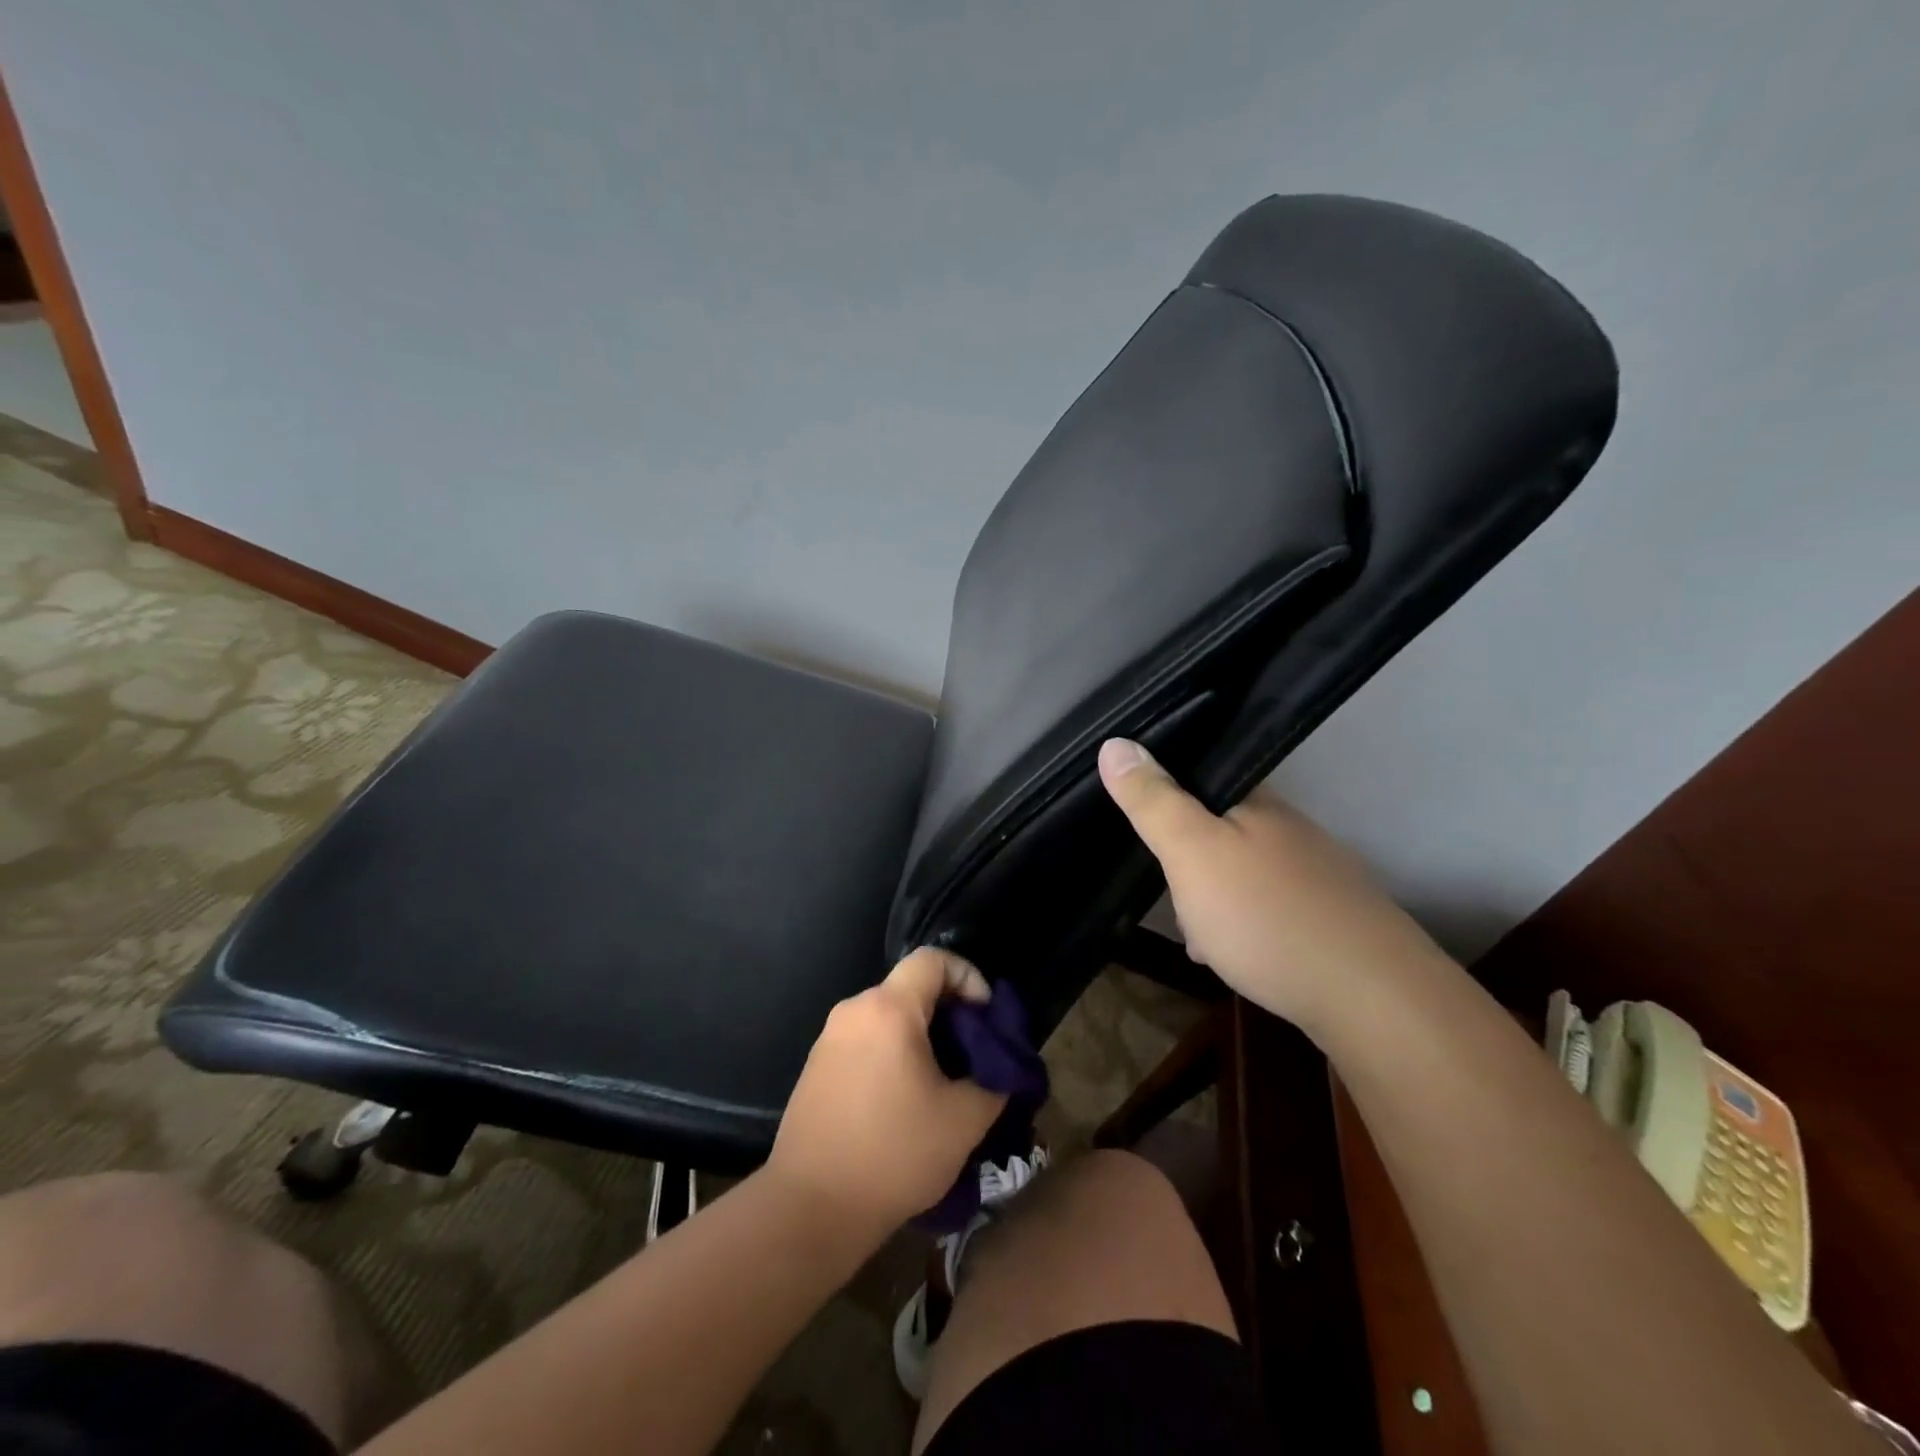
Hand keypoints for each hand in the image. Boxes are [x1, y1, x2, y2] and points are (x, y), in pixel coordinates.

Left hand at [768, 949, 1006, 1237]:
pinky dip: (892, 1052)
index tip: (984, 1018)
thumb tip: (1000, 1065)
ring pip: (888, 1015)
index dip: (968, 977)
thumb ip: (994, 1080)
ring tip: (942, 1080)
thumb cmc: (894, 1155)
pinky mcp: (816, 1067)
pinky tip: (903, 1099)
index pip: (933, 960)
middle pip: (910, 987)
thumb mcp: (964, 1121)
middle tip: (972, 1054)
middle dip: (948, 1011)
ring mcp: (829, 1038)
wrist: (810, 1209)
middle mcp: (854, 1010)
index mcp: (889, 1009)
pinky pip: (865, 1039)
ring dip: (920, 1035)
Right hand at [1097, 737, 1450, 1028]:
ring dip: (1209, 899)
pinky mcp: (1331, 918)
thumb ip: (1153, 801)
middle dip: (1185, 861)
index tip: (1139, 823)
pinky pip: (1267, 909)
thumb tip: (1113, 743)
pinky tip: (1232, 958)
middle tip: (1167, 896)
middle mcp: (1290, 829)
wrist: (1372, 999)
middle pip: (1218, 828)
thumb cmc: (1266, 915)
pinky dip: (1240, 926)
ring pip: (1240, 873)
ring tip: (1194, 937)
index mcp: (1257, 802)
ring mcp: (1316, 874)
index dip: (1164, 793)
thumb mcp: (1191, 853)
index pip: (1202, 775)